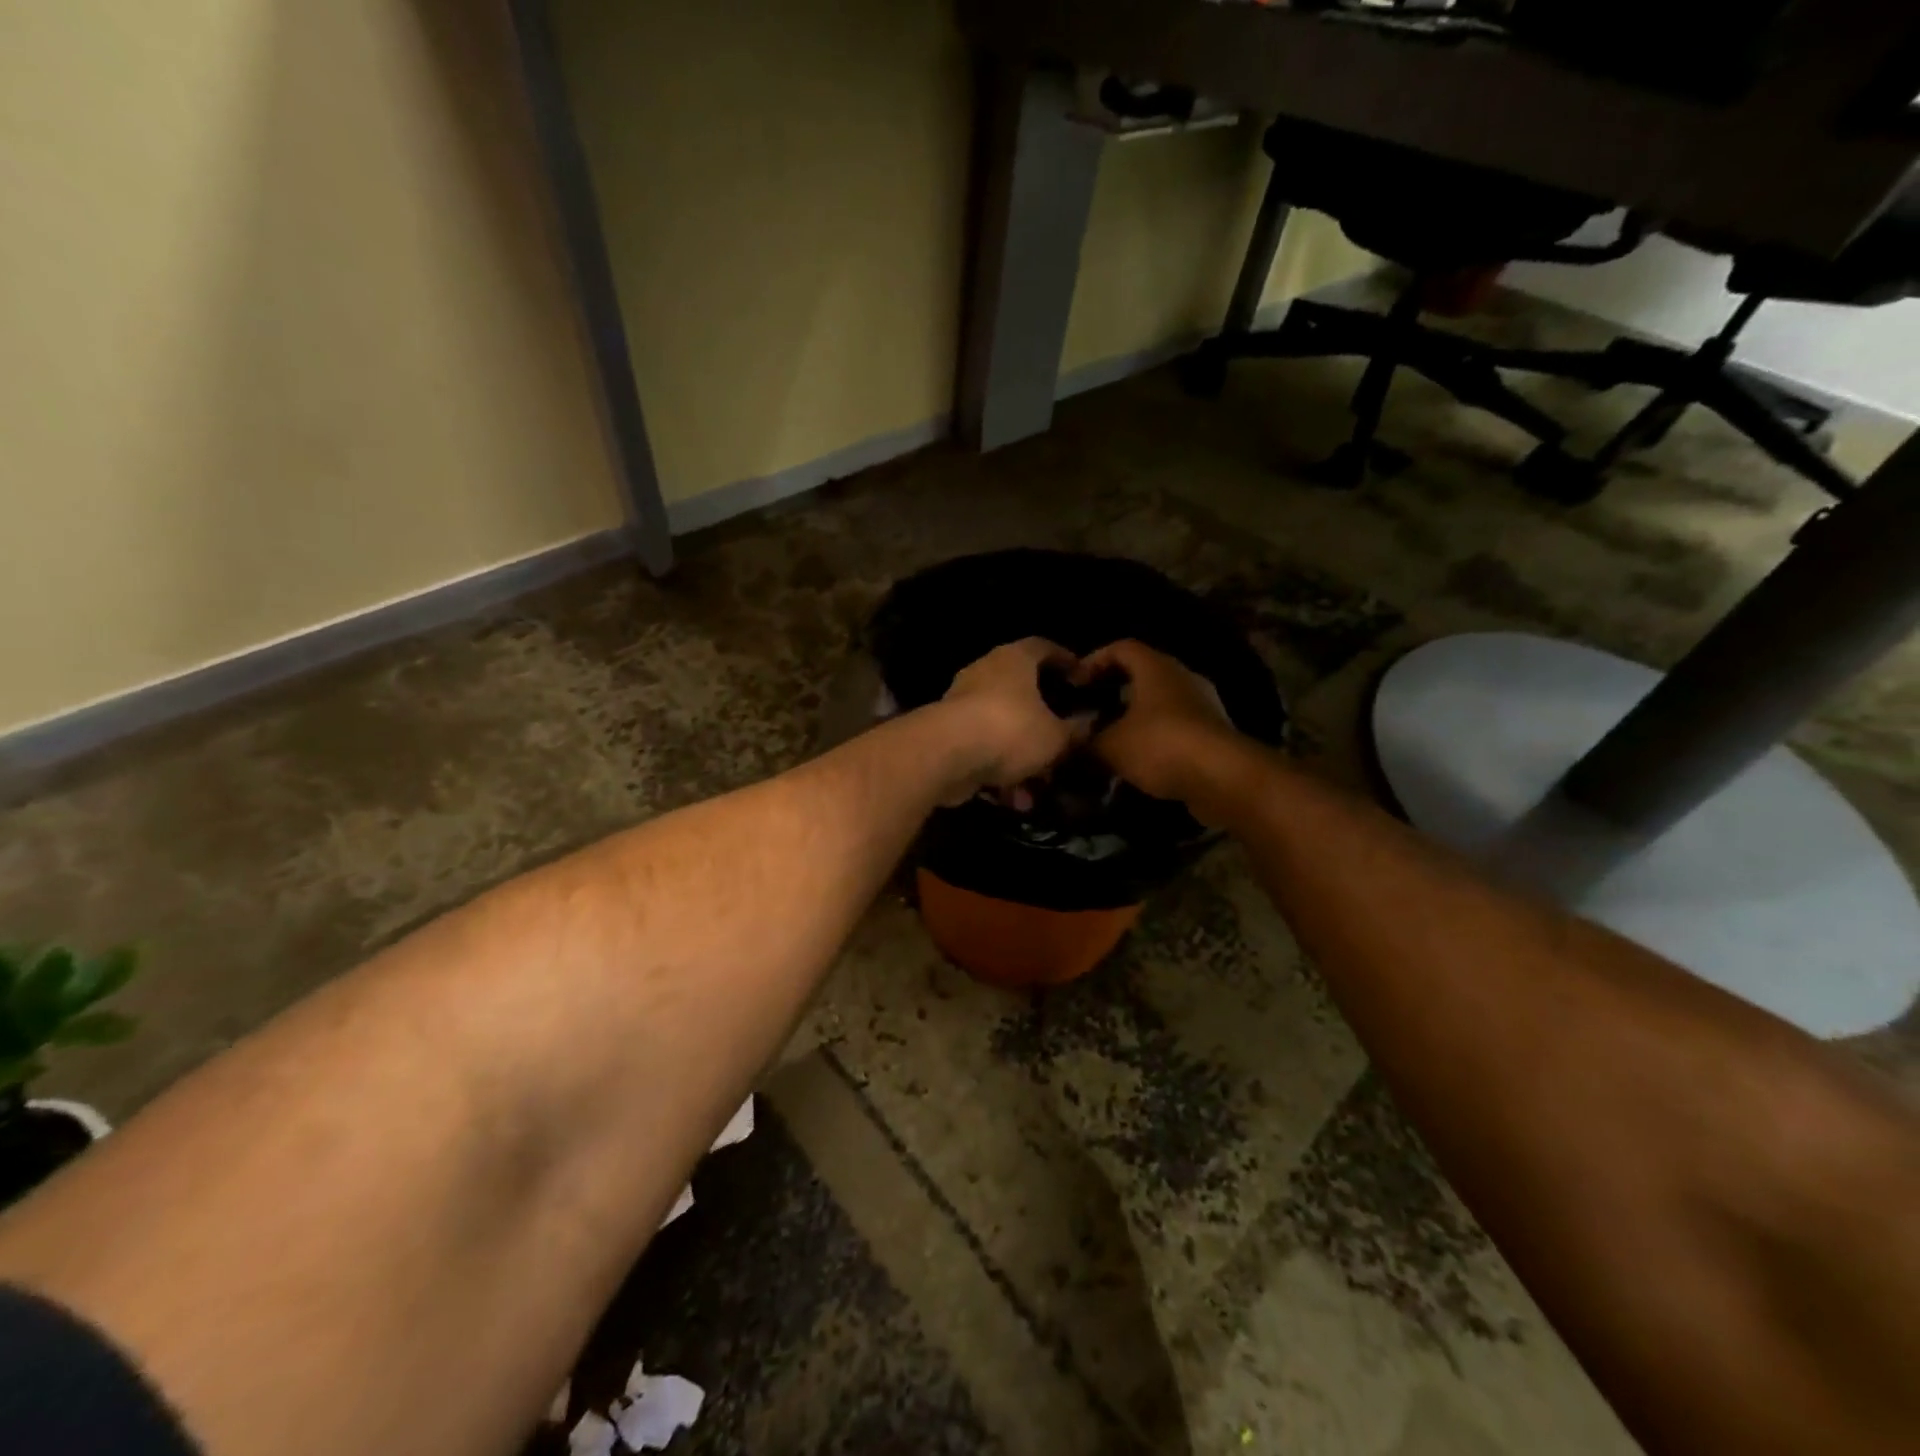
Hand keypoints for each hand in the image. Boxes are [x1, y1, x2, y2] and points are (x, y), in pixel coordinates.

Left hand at [938, 638, 1088, 805]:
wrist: (946, 755)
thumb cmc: (1010, 729)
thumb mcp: (1056, 736)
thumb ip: (1075, 730)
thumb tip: (1089, 724)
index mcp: (1014, 659)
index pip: (1043, 648)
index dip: (1065, 661)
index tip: (1081, 678)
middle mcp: (985, 674)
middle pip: (1021, 691)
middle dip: (1043, 720)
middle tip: (1064, 739)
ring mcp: (962, 704)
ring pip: (1002, 728)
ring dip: (1021, 757)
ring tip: (1041, 785)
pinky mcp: (947, 736)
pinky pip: (983, 751)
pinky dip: (999, 772)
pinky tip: (1015, 799)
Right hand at [1080, 640, 1239, 808]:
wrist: (1222, 777)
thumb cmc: (1160, 746)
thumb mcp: (1110, 746)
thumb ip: (1087, 742)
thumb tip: (1072, 744)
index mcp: (1155, 668)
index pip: (1121, 647)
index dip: (1094, 660)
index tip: (1075, 682)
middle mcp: (1182, 677)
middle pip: (1143, 673)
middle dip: (1114, 690)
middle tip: (1090, 710)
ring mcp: (1202, 704)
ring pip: (1160, 701)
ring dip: (1135, 716)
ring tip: (1111, 738)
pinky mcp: (1213, 732)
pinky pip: (1176, 725)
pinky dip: (1155, 736)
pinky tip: (1138, 759)